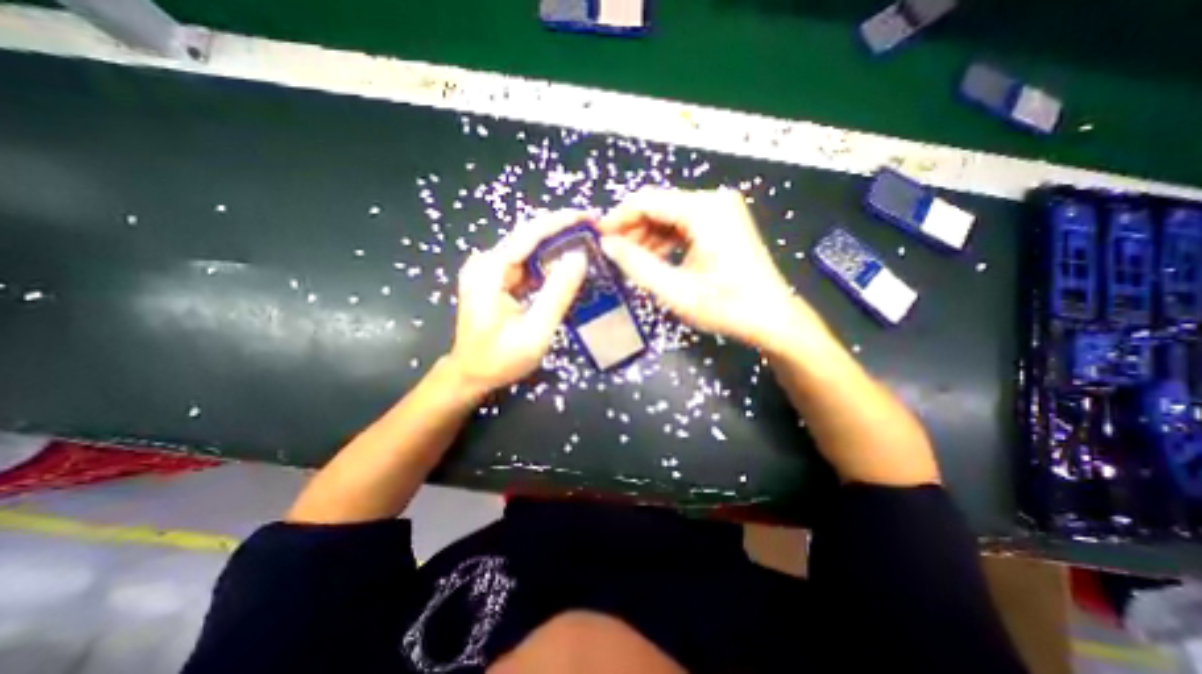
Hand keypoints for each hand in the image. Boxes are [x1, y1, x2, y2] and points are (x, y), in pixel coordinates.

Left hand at [444, 213, 586, 398]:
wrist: (471, 374)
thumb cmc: (500, 358)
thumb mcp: (535, 331)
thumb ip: (558, 293)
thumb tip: (579, 257)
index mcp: (490, 270)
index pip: (530, 233)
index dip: (563, 221)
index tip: (591, 217)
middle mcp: (487, 262)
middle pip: (530, 236)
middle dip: (564, 231)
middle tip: (596, 233)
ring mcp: (490, 270)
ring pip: (530, 249)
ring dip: (559, 247)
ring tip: (589, 246)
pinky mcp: (496, 279)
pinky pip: (527, 264)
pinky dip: (549, 264)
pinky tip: (568, 267)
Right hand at [596, 185, 831, 351]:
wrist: (771, 317)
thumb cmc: (726, 306)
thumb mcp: (675, 289)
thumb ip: (636, 264)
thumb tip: (607, 244)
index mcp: (703, 210)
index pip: (646, 201)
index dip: (618, 218)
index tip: (598, 238)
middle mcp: (713, 201)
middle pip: (658, 206)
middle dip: (632, 230)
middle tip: (613, 255)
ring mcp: (720, 211)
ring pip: (669, 216)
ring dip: (647, 237)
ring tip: (632, 262)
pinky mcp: (722, 223)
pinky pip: (683, 225)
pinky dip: (664, 241)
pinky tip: (654, 261)